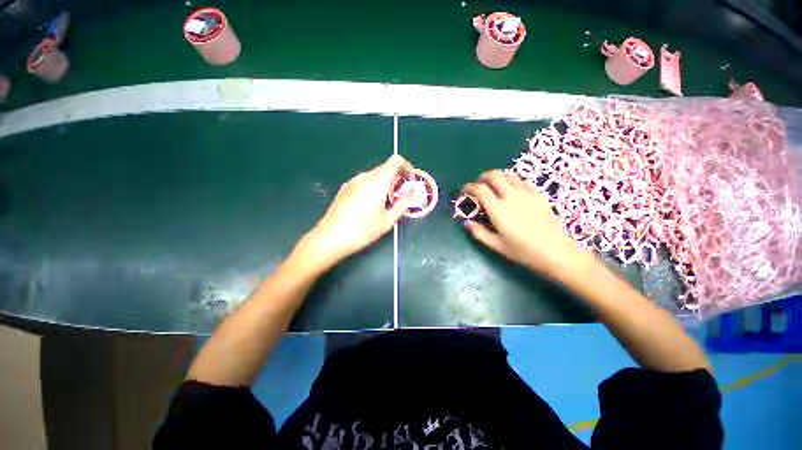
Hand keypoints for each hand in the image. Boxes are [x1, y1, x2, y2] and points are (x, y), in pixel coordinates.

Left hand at [297, 155, 413, 267]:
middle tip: (400, 194)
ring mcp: (352, 181)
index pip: (395, 161)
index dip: (406, 165)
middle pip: (384, 168)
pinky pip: (363, 181)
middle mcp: (364, 176)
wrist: (331, 237)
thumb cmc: (363, 230)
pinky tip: (370, 204)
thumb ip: (402, 204)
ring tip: (385, 201)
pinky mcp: (345, 188)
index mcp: (377, 182)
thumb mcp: (387, 221)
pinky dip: (372, 186)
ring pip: (374, 175)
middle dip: (396, 177)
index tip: (410, 178)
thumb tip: (410, 193)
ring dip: (384, 182)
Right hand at [462, 170, 588, 277]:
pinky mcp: (539, 196)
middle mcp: (510, 197)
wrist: (555, 252)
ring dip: (500, 176)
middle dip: (484, 176)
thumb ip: (479, 232)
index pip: (480, 190)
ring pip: (510, 175)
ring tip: (496, 184)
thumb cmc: (522, 250)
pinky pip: (526, 181)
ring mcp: (527, 194)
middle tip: (480, 183)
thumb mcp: (496, 245)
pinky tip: (515, 188)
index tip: (465, 190)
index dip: (469, 187)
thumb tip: (467, 222)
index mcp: (497, 209)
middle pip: (495, 176)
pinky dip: (517, 180)